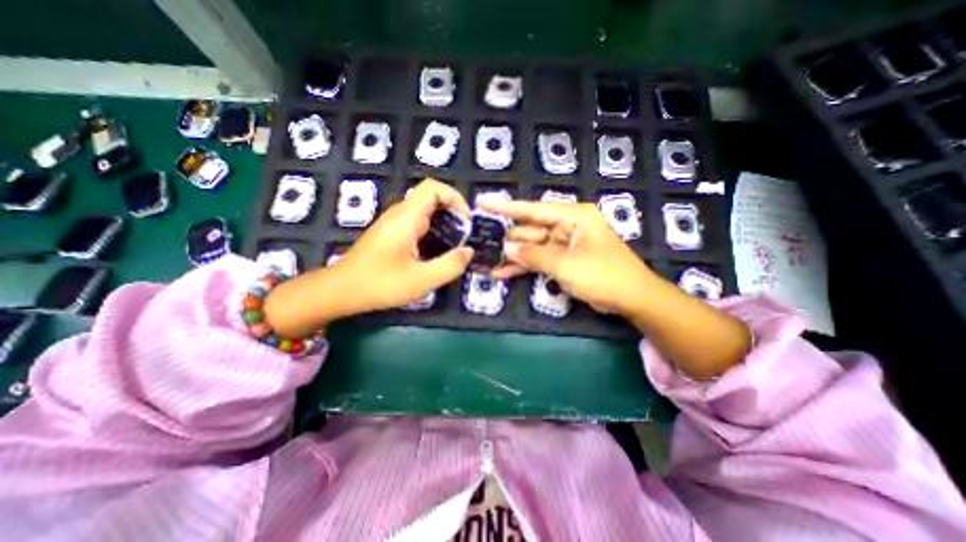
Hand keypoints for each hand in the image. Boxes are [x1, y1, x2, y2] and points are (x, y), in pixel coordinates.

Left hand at [263, 180, 473, 335]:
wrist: (340, 291)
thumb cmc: (379, 285)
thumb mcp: (421, 280)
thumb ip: (450, 266)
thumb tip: (469, 251)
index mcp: (406, 219)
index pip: (432, 188)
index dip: (454, 197)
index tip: (466, 221)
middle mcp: (399, 215)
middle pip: (431, 199)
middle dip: (453, 214)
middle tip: (465, 237)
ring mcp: (393, 223)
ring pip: (425, 212)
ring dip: (444, 224)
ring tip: (455, 246)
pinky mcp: (391, 233)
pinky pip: (418, 224)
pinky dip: (433, 232)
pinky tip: (437, 252)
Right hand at [481, 199, 655, 315]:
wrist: (632, 299)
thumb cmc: (603, 276)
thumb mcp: (566, 265)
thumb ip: (534, 256)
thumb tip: (507, 248)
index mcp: (573, 217)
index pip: (534, 209)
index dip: (506, 207)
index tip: (483, 203)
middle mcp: (567, 226)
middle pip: (531, 229)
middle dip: (509, 239)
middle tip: (482, 244)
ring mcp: (565, 244)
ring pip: (533, 247)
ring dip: (514, 256)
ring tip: (488, 261)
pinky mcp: (563, 260)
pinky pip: (540, 260)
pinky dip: (524, 267)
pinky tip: (503, 273)